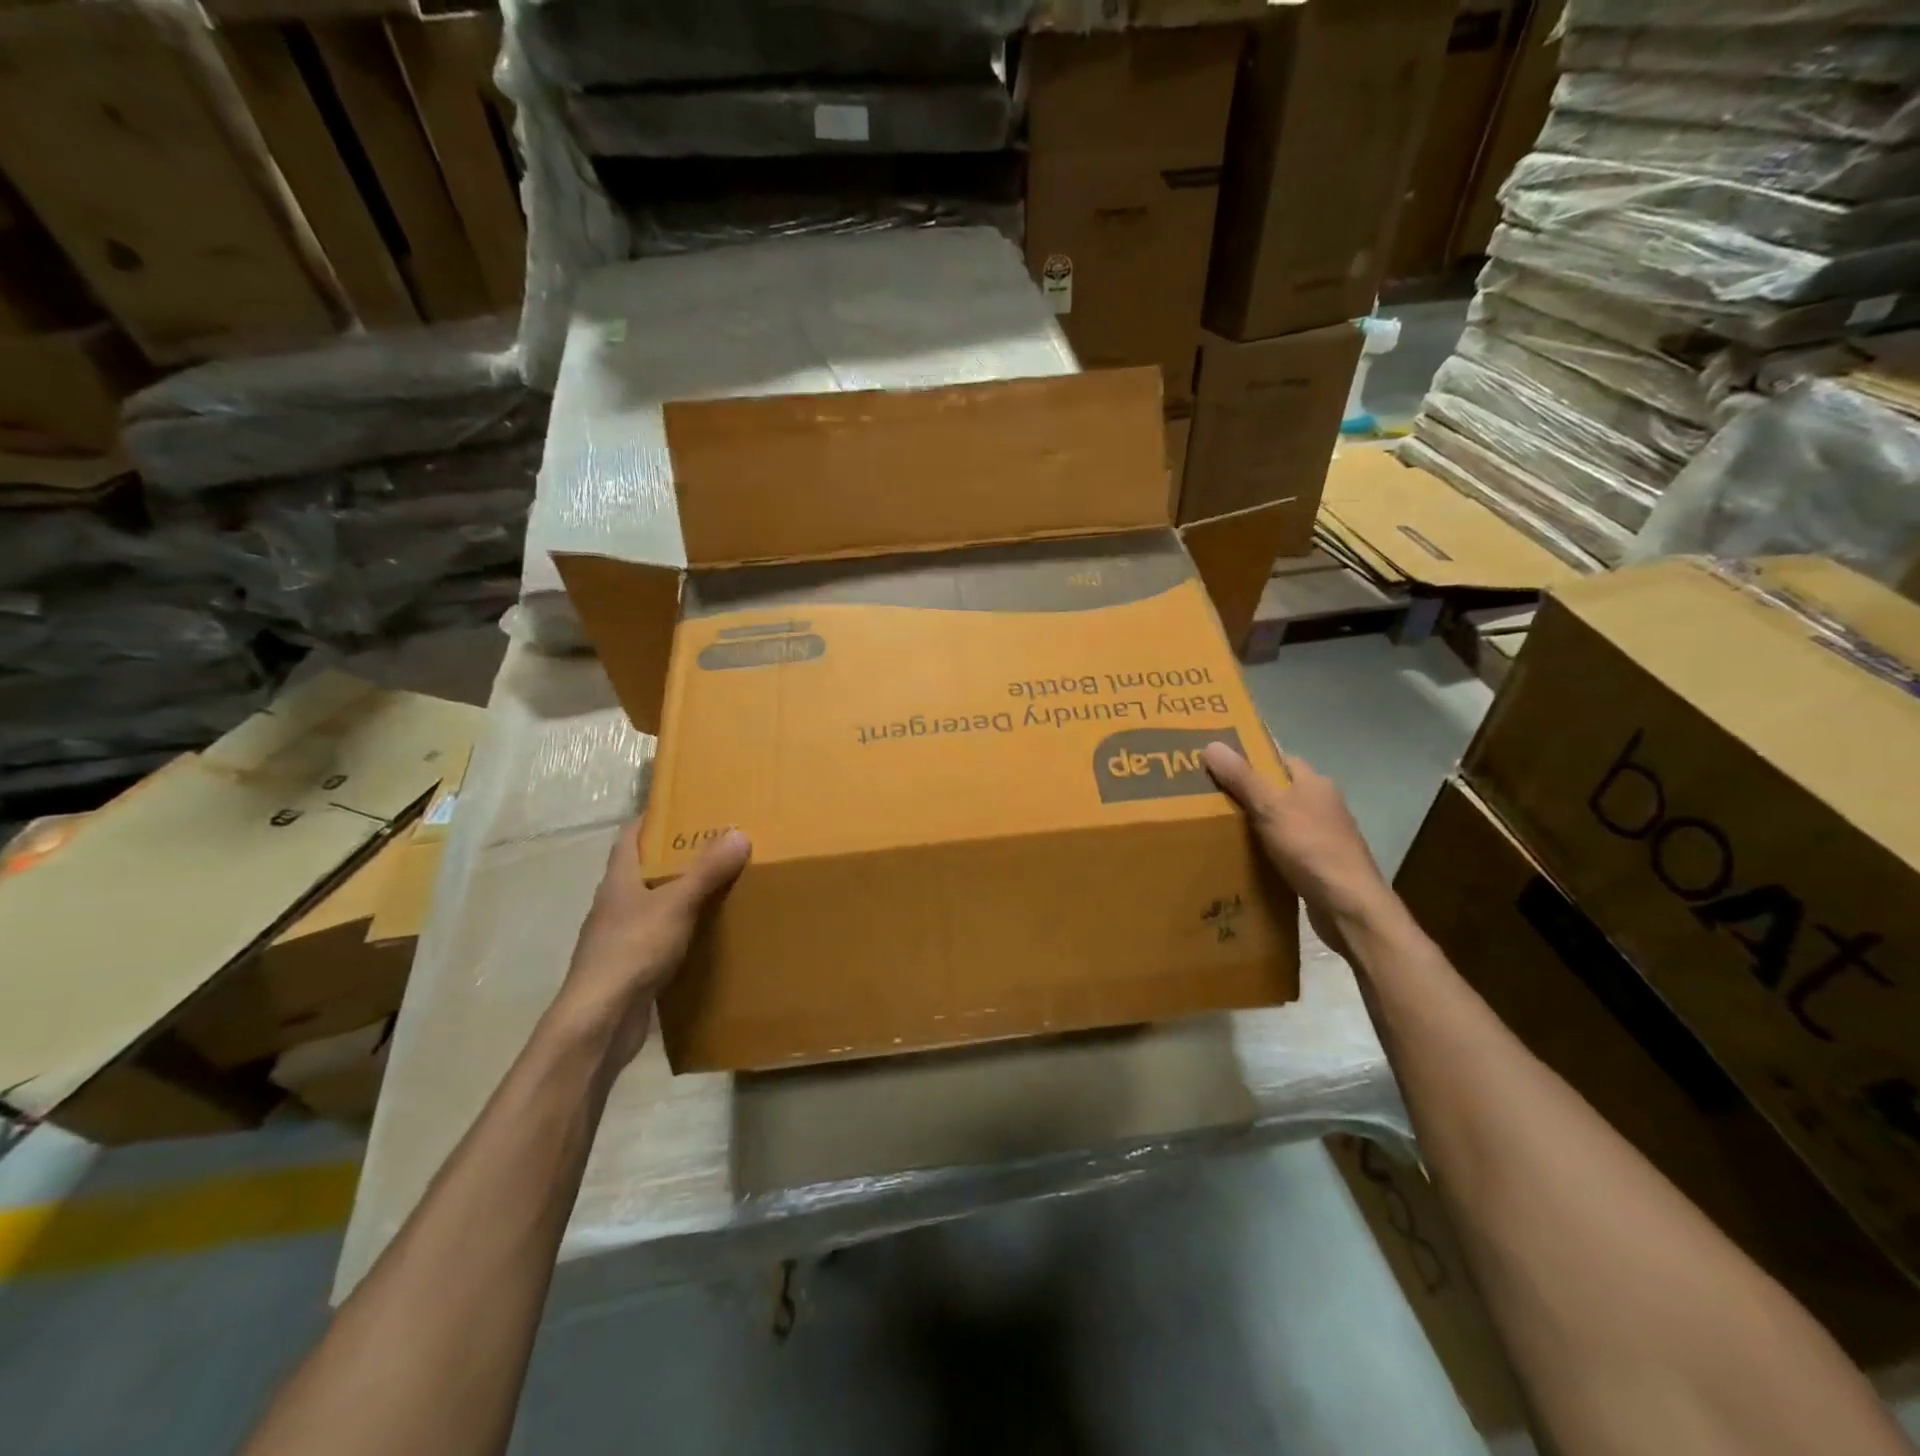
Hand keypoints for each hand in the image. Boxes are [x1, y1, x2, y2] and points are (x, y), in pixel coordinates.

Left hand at [550, 820, 750, 1068]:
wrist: (599, 1022)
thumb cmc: (631, 952)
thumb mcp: (676, 904)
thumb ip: (706, 871)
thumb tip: (738, 832)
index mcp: (619, 880)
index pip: (630, 836)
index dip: (654, 819)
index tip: (687, 807)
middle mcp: (615, 904)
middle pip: (644, 869)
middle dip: (677, 856)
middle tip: (718, 845)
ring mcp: (620, 937)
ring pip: (653, 904)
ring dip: (680, 894)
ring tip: (720, 884)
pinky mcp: (630, 967)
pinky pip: (660, 937)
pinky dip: (682, 929)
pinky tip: (707, 933)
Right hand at [1201, 741, 1396, 956]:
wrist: (1349, 907)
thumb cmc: (1311, 849)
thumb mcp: (1270, 808)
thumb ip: (1242, 778)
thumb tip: (1211, 744)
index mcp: (1314, 783)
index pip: (1278, 759)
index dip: (1248, 759)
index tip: (1217, 766)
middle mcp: (1322, 804)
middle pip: (1278, 789)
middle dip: (1247, 792)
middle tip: (1208, 798)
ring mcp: (1324, 835)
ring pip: (1281, 819)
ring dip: (1256, 823)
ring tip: (1218, 827)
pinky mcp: (1320, 863)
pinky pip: (1286, 846)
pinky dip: (1266, 848)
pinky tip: (1245, 857)